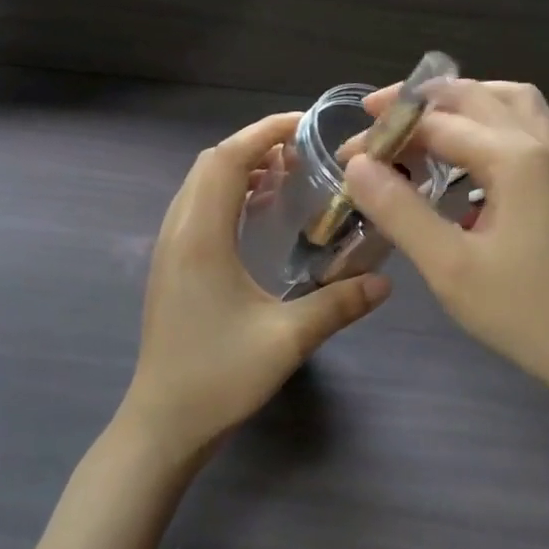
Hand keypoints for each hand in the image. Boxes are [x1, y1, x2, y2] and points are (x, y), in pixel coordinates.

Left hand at [121, 112, 390, 464]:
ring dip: (240, 169)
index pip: (227, 159)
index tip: (305, 125)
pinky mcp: (172, 266)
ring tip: (287, 175)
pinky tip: (260, 214)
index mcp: (201, 237)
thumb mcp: (286, 340)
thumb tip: (385, 281)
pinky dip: (228, 194)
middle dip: (255, 145)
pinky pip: (198, 209)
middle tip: (304, 152)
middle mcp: (178, 232)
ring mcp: (170, 249)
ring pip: (201, 185)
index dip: (263, 132)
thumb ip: (338, 304)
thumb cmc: (218, 378)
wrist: (163, 423)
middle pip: (210, 164)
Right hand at [344, 81, 548, 420]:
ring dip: (463, 100)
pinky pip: (526, 125)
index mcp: (514, 159)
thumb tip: (358, 164)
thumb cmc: (527, 315)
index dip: (386, 134)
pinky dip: (490, 120)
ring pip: (509, 101)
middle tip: (376, 117)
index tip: (346, 154)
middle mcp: (540, 145)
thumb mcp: (450, 268)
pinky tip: (469, 154)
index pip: (435, 125)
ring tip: (423, 121)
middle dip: (420, 100)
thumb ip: (400, 211)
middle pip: (474, 96)